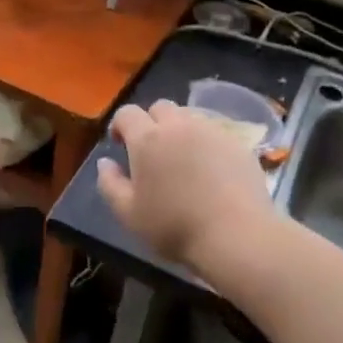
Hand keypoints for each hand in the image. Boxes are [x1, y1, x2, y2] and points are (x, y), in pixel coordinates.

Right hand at [95, 99, 275, 281]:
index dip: (120, 125)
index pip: (127, 113)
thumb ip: (110, 184)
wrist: (236, 236)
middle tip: (152, 151)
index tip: (120, 145)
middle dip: (151, 122)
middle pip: (160, 107)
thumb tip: (105, 162)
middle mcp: (179, 125)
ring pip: (189, 117)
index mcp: (147, 138)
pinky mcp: (238, 143)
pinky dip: (206, 143)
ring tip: (183, 159)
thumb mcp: (128, 214)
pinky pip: (215, 133)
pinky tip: (211, 170)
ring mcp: (212, 131)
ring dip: (180, 130)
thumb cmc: (174, 227)